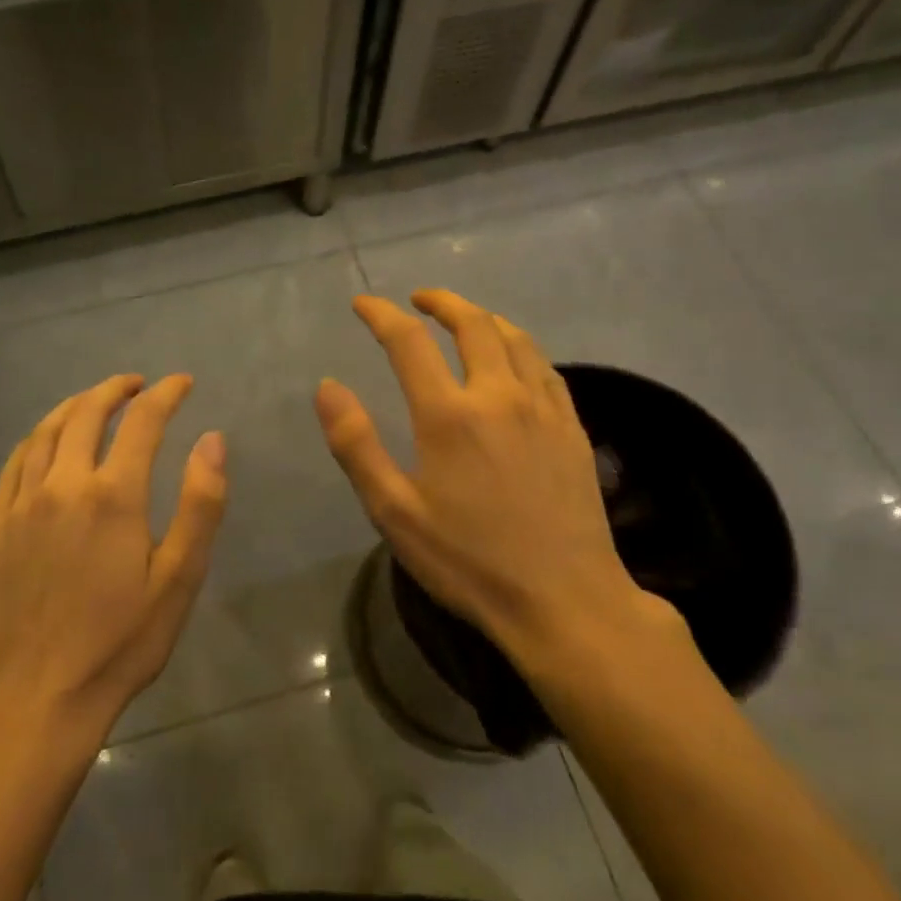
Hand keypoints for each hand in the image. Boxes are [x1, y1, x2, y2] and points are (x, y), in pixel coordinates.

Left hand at [0, 374, 227, 743]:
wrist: (40, 695)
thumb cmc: (121, 641)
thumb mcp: (179, 579)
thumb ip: (200, 504)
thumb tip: (212, 439)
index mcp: (113, 495)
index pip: (142, 421)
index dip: (166, 395)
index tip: (182, 383)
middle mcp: (64, 485)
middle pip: (87, 414)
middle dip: (115, 390)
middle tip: (137, 384)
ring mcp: (23, 504)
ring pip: (45, 431)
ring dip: (74, 405)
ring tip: (95, 400)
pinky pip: (14, 463)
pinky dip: (35, 438)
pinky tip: (45, 440)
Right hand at [316, 290, 679, 674]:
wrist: (565, 600)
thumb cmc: (469, 561)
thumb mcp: (394, 512)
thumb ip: (356, 445)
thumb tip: (327, 386)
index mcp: (449, 414)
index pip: (408, 342)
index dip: (381, 315)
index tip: (362, 304)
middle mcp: (498, 395)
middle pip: (471, 324)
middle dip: (441, 302)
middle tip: (418, 300)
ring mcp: (543, 408)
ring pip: (515, 338)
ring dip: (483, 317)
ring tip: (465, 318)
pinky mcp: (572, 428)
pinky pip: (545, 367)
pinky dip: (520, 347)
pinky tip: (514, 359)